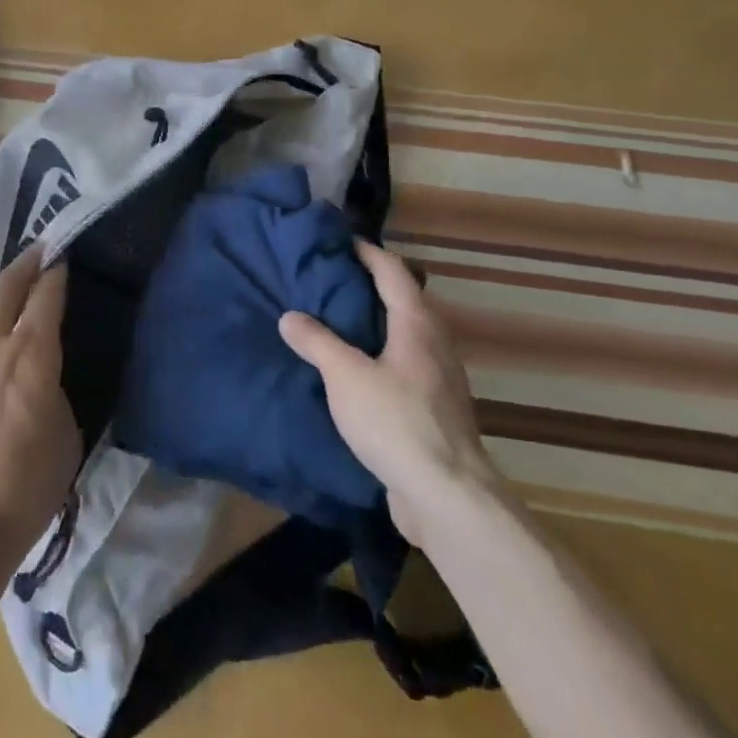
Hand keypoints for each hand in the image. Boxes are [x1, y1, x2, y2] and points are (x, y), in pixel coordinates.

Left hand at [0, 248, 80, 621]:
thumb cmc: (27, 487)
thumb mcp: (66, 433)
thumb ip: (56, 385)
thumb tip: (47, 369)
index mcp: (31, 354)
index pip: (46, 294)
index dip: (57, 272)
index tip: (64, 257)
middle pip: (7, 285)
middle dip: (26, 263)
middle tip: (41, 249)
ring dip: (1, 297)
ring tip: (15, 293)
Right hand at [278, 239, 497, 546]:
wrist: (447, 496)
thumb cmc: (396, 421)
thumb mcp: (345, 376)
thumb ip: (316, 342)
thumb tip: (290, 316)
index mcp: (417, 325)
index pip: (393, 272)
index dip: (369, 253)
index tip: (342, 241)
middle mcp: (435, 345)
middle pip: (405, 302)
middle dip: (371, 287)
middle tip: (331, 281)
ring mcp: (440, 381)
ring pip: (406, 337)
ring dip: (377, 324)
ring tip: (338, 323)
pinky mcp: (436, 412)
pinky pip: (405, 368)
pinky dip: (381, 357)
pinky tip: (358, 374)